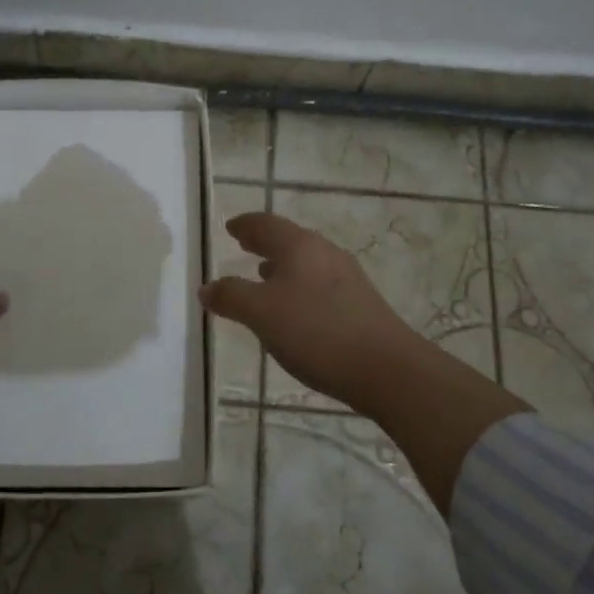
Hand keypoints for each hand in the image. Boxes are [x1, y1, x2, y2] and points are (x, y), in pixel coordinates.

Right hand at [203, 210, 529, 513]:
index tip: (230, 227)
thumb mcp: (261, 314)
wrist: (387, 369)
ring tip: (263, 276)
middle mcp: (326, 254)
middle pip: (290, 240)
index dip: (246, 225)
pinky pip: (320, 284)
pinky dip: (299, 286)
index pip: (267, 224)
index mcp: (300, 246)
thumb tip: (207, 287)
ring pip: (307, 262)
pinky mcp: (361, 304)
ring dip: (282, 266)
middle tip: (244, 245)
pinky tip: (295, 309)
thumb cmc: (316, 332)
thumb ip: (231, 297)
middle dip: (264, 243)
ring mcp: (348, 278)